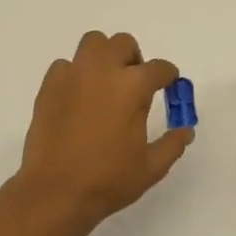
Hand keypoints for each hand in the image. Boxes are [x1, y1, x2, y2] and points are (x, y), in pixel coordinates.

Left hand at [16, 31, 193, 230]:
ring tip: (105, 83)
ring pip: (92, 43)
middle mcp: (103, 70)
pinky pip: (66, 66)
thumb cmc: (108, 180)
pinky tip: (78, 98)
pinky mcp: (49, 86)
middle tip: (134, 85)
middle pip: (123, 44)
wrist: (55, 191)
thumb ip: (172, 144)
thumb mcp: (151, 167)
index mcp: (133, 86)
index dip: (168, 77)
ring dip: (104, 56)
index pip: (159, 68)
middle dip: (134, 59)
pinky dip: (76, 74)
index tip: (168, 86)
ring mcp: (73, 75)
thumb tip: (186, 130)